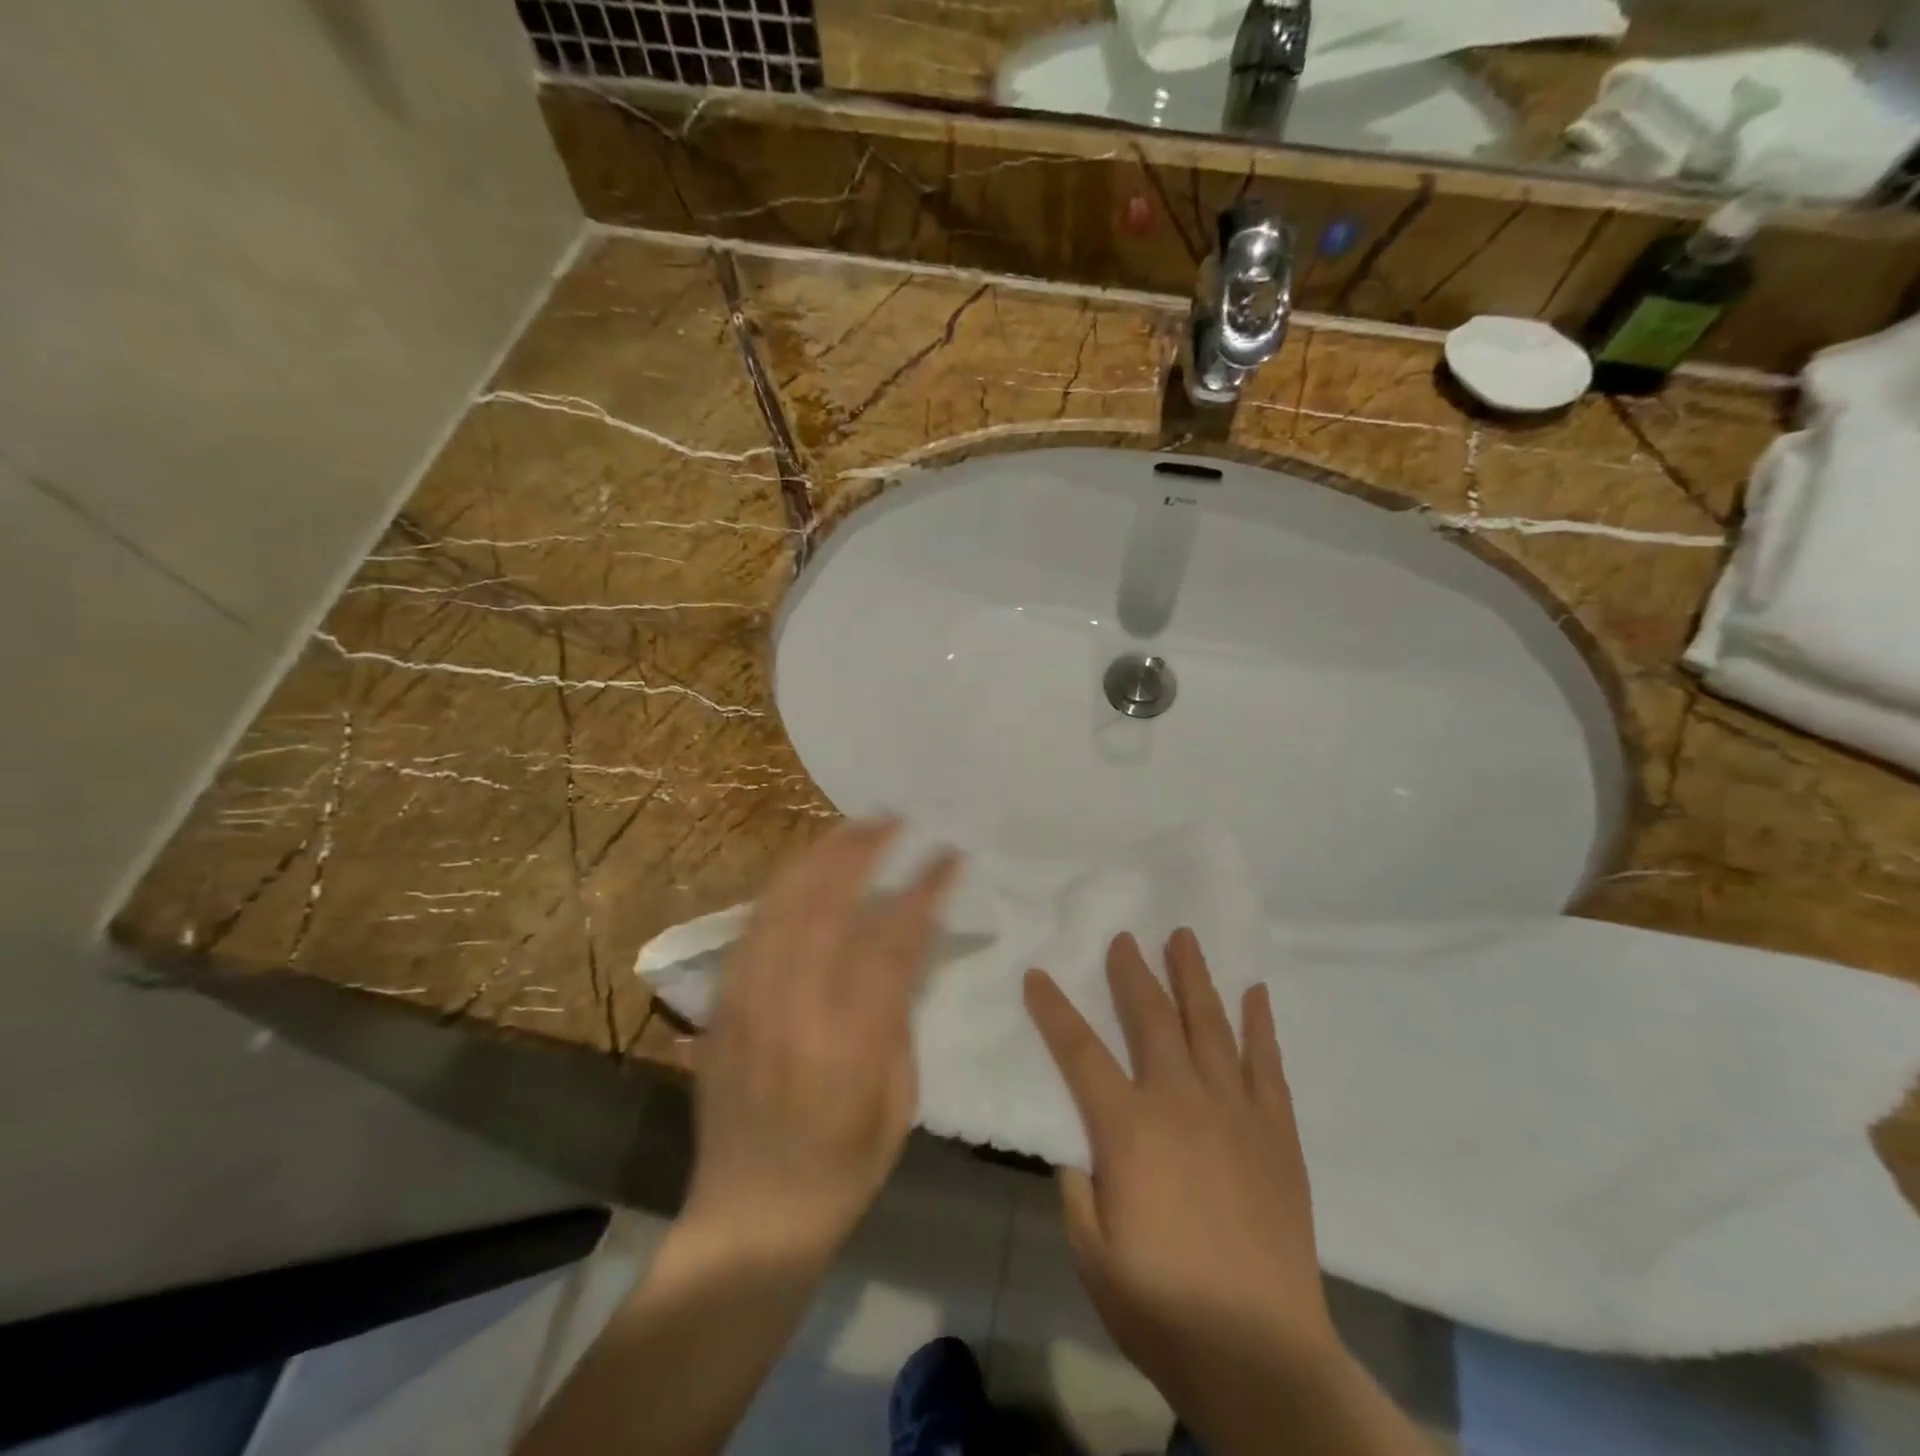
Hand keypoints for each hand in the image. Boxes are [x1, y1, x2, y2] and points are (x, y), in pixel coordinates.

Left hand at [685, 819, 959, 1264]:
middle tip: (893, 820)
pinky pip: (751, 928)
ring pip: (782, 906)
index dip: (924, 889)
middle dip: (863, 851)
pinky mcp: (722, 1007)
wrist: (749, 1219)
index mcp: (849, 1042)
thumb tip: (903, 951)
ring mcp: (748, 1003)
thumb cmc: (842, 1168)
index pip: (893, 940)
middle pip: (827, 904)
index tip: (948, 855)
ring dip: (820, 857)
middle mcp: (794, 1009)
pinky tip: (804, 870)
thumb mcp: (899, 1102)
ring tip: (852, 828)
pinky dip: (782, 889)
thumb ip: (898, 1018)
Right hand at [1025, 930, 1342, 1439]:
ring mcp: (1234, 1111)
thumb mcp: (1093, 1256)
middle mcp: (1180, 1102)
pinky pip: (1267, 1063)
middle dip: (1133, 972)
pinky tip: (1255, 993)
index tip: (1037, 975)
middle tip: (1124, 937)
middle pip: (1152, 1018)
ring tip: (1184, 938)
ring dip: (1195, 977)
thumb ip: (1078, 1192)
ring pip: (1210, 1025)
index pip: (1080, 1052)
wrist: (1262, 1356)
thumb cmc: (1164, 1309)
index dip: (1054, 1010)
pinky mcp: (1277, 1132)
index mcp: (1128, 1129)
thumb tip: (1079, 1153)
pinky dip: (1260, 1025)